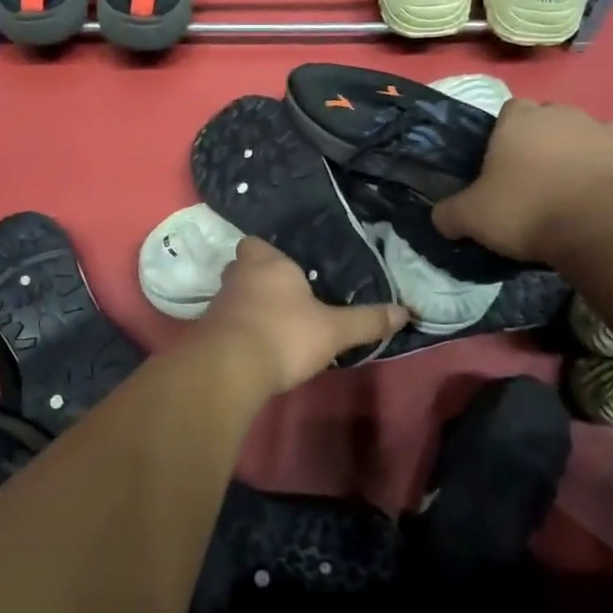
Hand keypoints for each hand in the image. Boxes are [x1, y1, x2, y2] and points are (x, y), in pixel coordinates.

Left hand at [192, 237, 408, 395]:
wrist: (229, 367)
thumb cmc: (285, 334)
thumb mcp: (334, 330)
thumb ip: (367, 321)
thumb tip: (405, 312)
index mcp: (269, 263)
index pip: (257, 244)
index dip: (269, 254)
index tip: (288, 270)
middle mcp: (239, 276)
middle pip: (244, 267)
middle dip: (259, 278)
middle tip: (284, 296)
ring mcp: (219, 302)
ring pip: (234, 295)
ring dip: (248, 305)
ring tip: (273, 323)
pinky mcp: (207, 331)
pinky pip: (226, 322)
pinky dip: (238, 329)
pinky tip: (255, 346)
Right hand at [432, 100, 612, 262]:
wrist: (606, 225)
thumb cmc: (528, 210)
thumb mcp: (471, 218)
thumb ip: (449, 214)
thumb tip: (441, 217)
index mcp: (520, 121)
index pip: (510, 110)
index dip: (505, 134)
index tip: (501, 164)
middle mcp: (564, 115)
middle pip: (550, 121)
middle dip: (544, 143)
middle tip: (535, 181)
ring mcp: (609, 131)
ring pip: (589, 137)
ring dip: (581, 156)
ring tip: (573, 193)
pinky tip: (606, 205)